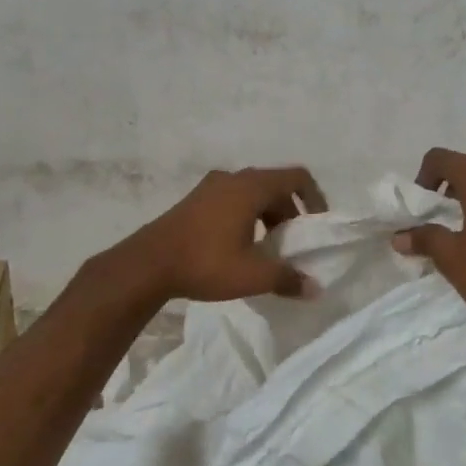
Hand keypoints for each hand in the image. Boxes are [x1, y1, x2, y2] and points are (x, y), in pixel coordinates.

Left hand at [109, 167, 328, 303]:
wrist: (147, 264)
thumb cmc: (204, 263)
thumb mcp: (251, 276)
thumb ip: (287, 279)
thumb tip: (314, 288)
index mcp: (251, 187)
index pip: (296, 177)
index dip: (314, 197)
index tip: (317, 225)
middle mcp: (233, 178)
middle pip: (274, 186)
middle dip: (290, 213)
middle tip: (293, 244)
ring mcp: (211, 186)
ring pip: (252, 193)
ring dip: (268, 215)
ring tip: (268, 248)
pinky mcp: (195, 199)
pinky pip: (233, 199)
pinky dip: (247, 215)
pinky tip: (240, 246)